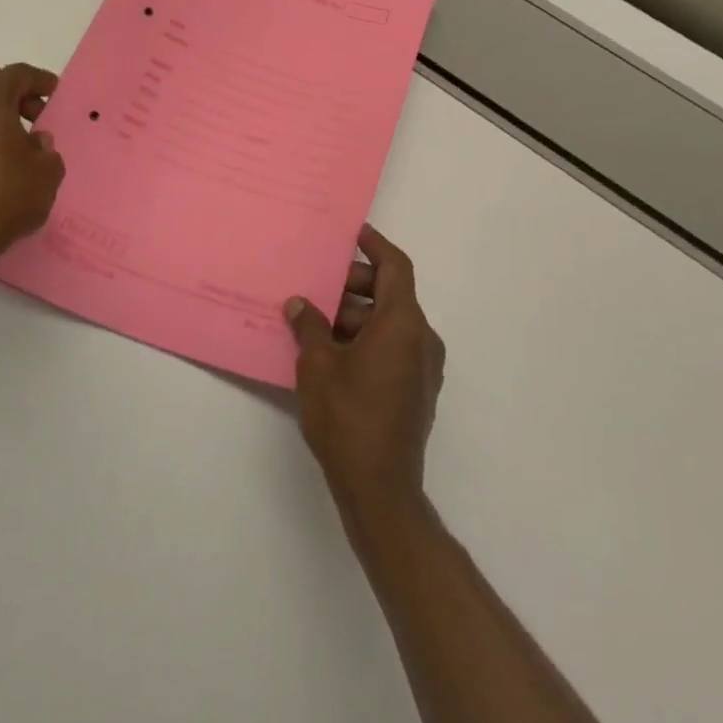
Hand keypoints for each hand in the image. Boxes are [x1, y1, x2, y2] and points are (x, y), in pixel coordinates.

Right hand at [286, 225, 445, 523]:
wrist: (381, 489)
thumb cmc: (348, 417)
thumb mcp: (318, 366)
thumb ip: (309, 327)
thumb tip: (299, 303)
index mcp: (403, 323)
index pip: (395, 266)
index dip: (376, 245)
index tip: (354, 234)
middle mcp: (421, 338)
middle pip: (390, 294)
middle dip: (354, 286)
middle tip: (319, 288)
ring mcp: (423, 367)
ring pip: (390, 323)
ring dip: (357, 317)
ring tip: (316, 323)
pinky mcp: (417, 390)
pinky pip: (394, 348)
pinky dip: (367, 340)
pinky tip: (333, 354)